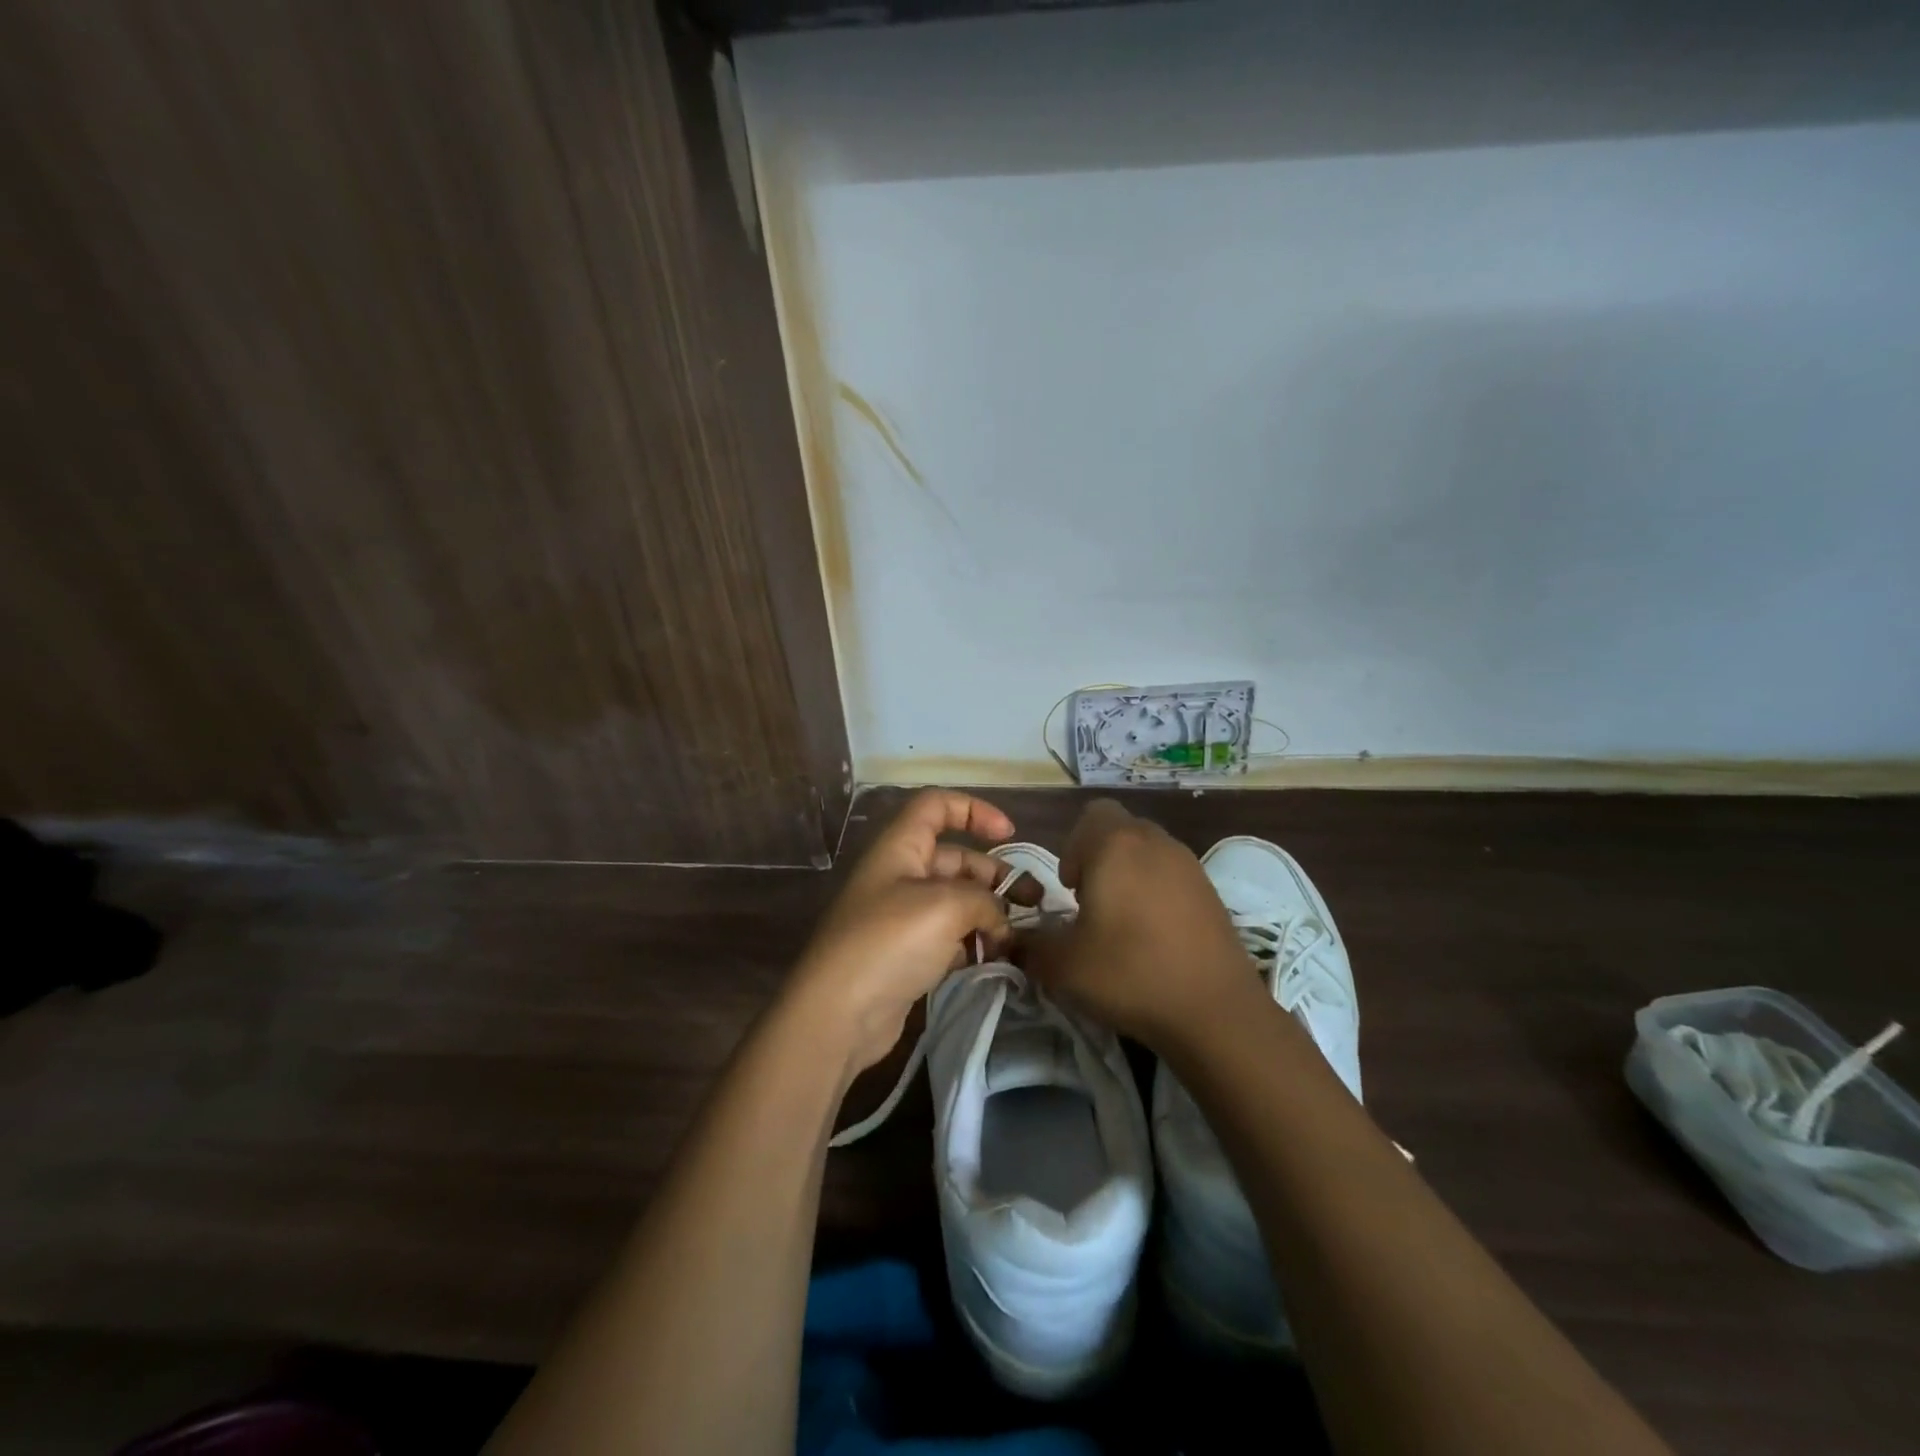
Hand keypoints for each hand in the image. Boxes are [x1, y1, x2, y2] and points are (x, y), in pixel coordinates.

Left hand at [787, 790, 1016, 1075]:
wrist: (838, 1014)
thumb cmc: (890, 941)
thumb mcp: (946, 906)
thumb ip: (985, 901)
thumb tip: (1001, 920)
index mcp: (900, 847)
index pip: (936, 806)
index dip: (974, 810)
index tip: (1009, 833)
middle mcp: (900, 876)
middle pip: (955, 859)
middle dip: (995, 875)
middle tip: (1034, 901)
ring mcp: (902, 918)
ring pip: (956, 902)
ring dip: (989, 914)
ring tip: (1020, 938)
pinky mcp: (907, 956)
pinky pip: (949, 938)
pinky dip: (973, 944)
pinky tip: (996, 960)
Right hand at [1022, 799, 1255, 1047]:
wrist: (1215, 1011)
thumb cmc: (1129, 973)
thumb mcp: (1062, 965)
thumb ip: (1029, 944)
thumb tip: (1012, 938)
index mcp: (1116, 846)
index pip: (1091, 815)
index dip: (1074, 846)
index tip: (1071, 890)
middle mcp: (1155, 842)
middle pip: (1120, 831)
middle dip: (1099, 860)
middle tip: (1092, 906)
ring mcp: (1190, 866)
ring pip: (1148, 852)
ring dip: (1129, 876)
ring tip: (1123, 924)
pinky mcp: (1212, 892)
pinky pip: (1173, 876)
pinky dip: (1157, 894)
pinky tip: (1155, 937)